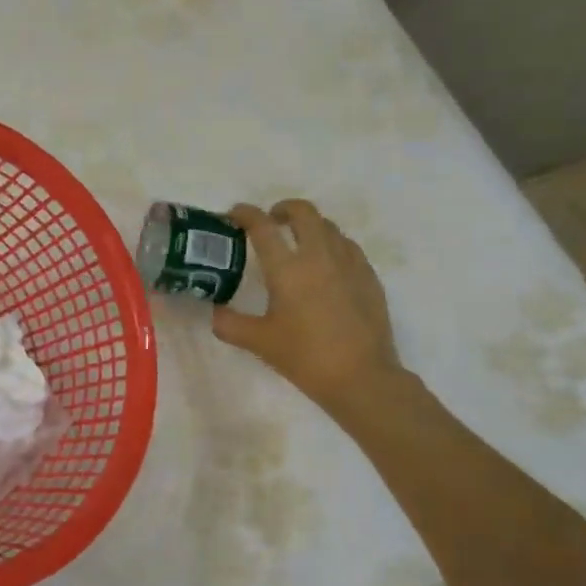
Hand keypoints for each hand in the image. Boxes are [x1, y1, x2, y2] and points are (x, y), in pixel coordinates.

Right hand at [212, 199, 402, 414]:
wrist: (361, 377)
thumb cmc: (305, 357)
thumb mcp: (259, 342)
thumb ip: (230, 324)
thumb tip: (216, 312)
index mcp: (288, 269)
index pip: (262, 227)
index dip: (245, 214)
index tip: (235, 214)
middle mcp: (319, 256)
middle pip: (303, 212)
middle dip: (284, 209)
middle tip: (272, 221)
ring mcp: (349, 263)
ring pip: (329, 226)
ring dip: (309, 225)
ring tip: (299, 242)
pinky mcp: (369, 276)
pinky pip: (348, 246)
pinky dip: (332, 244)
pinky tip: (327, 264)